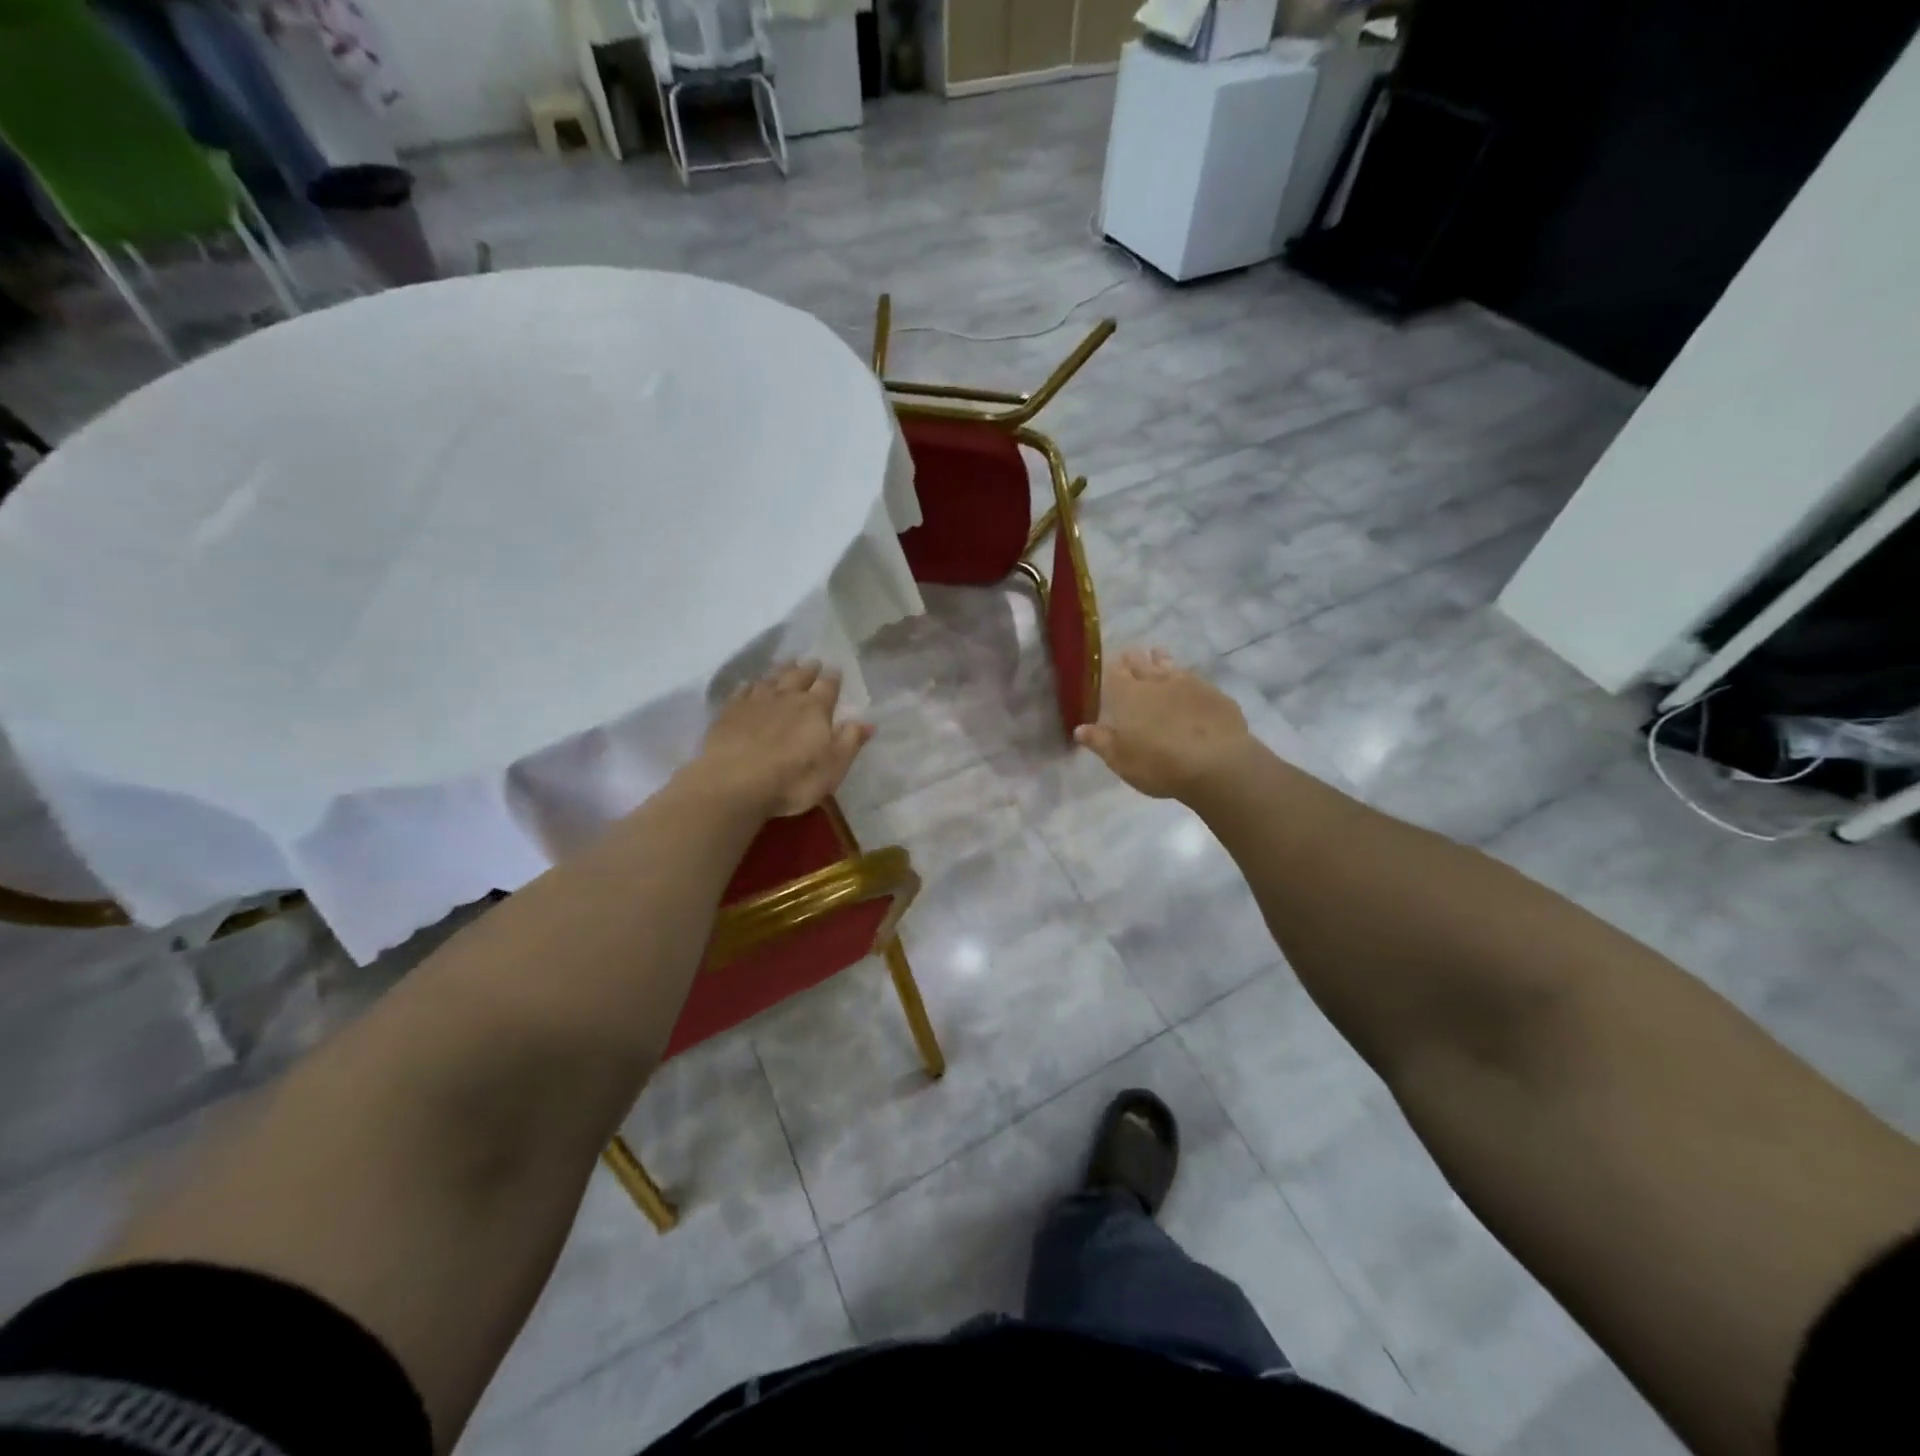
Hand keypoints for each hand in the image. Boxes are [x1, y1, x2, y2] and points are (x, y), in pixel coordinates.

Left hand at [696, 660, 873, 817]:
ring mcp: (755, 702)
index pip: (828, 687)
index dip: (833, 678)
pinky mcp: (730, 712)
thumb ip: (850, 741)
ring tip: (787, 662)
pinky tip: (749, 684)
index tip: (836, 669)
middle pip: (799, 676)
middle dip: (808, 669)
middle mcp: (787, 698)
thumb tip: (868, 722)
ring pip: (771, 679)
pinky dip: (749, 685)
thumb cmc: (793, 779)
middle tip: (812, 661)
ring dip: (781, 670)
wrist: (735, 782)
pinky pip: (742, 691)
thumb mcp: (833, 766)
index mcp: (815, 709)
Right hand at [1075, 648, 1257, 800]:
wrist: (1217, 764)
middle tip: (1131, 654)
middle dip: (1134, 659)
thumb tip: (1079, 729)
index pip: (1115, 673)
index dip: (1111, 667)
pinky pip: (1196, 680)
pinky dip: (1188, 680)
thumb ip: (1100, 741)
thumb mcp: (1120, 760)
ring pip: (1170, 665)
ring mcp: (1189, 685)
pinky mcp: (1215, 694)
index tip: (1110, 662)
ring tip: (1158, 655)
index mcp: (1129, 696)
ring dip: (1162, 660)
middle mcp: (1157, 682)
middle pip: (1142, 663)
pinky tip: (1191, 685)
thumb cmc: (1159, 764)